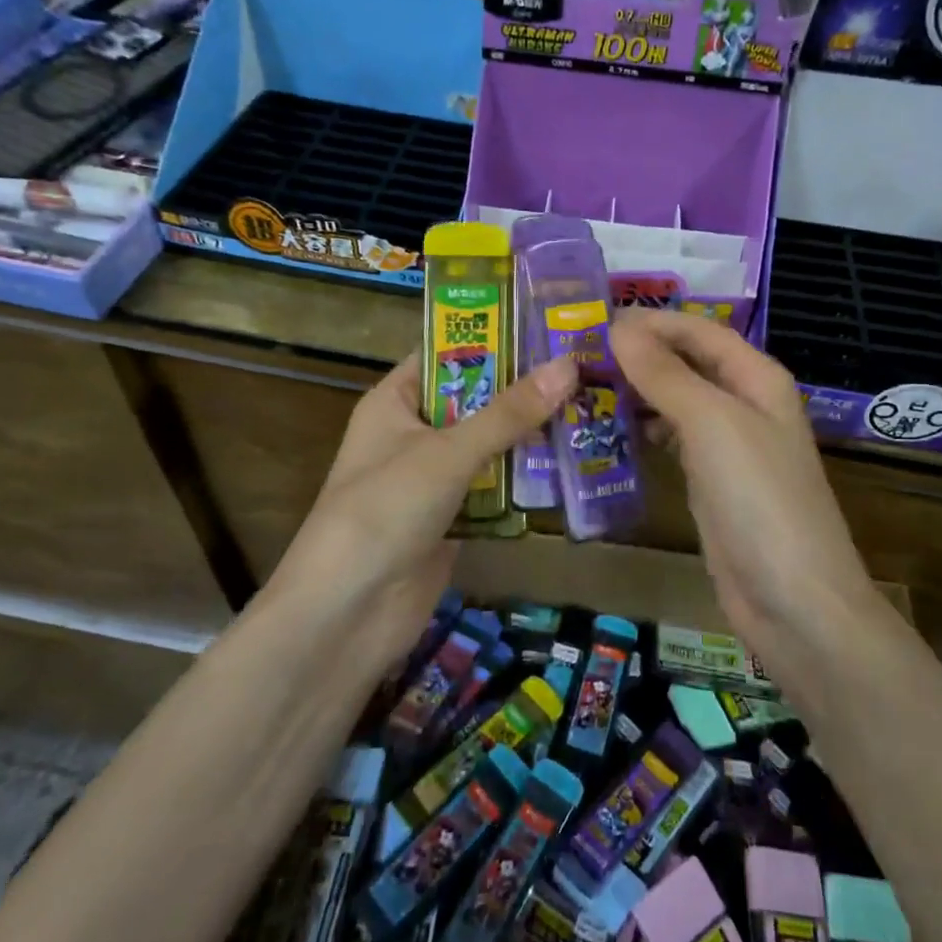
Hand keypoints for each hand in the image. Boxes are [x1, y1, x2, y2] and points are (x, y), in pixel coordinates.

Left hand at [276, 353, 576, 663]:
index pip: (446, 354)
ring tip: (593, 405)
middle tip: (586, 365)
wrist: (347, 615)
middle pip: (475, 399)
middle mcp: (414, 433)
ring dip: (531, 434)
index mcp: (395, 402)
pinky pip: (495, 487)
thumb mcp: (447, 452)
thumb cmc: (385, 510)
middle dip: (524, 388)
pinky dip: (526, 479)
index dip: (493, 338)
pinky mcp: (453, 518)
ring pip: (490, 444)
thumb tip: (569, 365)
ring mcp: (433, 478)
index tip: (548, 325)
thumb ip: (509, 412)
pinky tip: (573, 463)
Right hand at [610, 310, 881, 686]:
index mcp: (757, 378)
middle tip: (578, 351)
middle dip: (641, 353)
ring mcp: (728, 446)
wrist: (793, 601)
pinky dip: (644, 428)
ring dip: (638, 389)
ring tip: (584, 384)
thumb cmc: (758, 497)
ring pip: (677, 400)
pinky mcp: (710, 482)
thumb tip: (619, 328)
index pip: (701, 331)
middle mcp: (745, 404)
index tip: (596, 320)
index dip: (653, 321)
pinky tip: (610, 429)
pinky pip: (673, 439)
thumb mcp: (711, 423)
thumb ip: (665, 373)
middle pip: (688, 363)